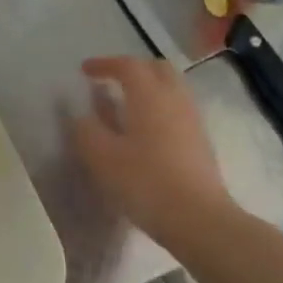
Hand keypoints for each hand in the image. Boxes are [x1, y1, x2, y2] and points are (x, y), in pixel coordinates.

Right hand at [73, 56, 230, 244]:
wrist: (197, 218)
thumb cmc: (144, 182)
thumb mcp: (102, 158)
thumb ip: (86, 131)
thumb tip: (81, 116)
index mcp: (149, 96)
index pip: (127, 66)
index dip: (104, 64)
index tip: (84, 71)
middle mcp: (174, 99)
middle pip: (156, 69)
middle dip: (132, 69)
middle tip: (110, 81)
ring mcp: (192, 120)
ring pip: (171, 88)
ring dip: (148, 88)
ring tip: (126, 105)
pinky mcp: (201, 141)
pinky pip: (178, 109)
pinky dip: (159, 107)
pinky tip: (145, 130)